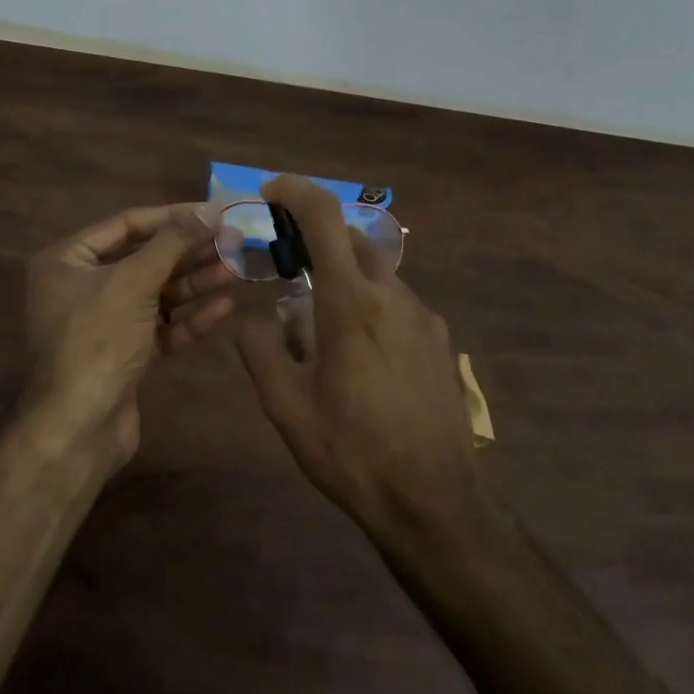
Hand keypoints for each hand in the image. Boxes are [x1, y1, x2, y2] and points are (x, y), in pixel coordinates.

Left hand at [22, 202, 234, 464]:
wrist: (79, 426)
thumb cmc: (98, 339)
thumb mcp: (134, 281)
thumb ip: (173, 242)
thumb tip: (209, 210)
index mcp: (67, 260)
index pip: (126, 225)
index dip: (172, 216)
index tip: (214, 212)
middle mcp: (81, 287)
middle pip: (144, 259)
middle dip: (188, 252)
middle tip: (233, 241)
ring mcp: (103, 323)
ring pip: (155, 294)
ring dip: (195, 283)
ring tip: (236, 270)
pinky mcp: (123, 354)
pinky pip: (159, 326)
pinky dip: (188, 317)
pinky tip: (224, 307)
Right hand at [236, 176, 479, 537]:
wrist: (435, 502)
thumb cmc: (352, 451)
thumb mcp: (286, 407)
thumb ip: (260, 350)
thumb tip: (253, 318)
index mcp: (351, 303)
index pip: (325, 218)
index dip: (296, 191)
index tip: (271, 191)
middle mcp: (393, 296)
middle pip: (352, 240)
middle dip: (316, 239)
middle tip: (286, 266)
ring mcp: (424, 317)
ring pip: (376, 274)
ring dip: (343, 278)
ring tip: (318, 328)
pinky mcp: (441, 341)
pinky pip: (397, 304)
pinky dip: (369, 306)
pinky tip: (360, 356)